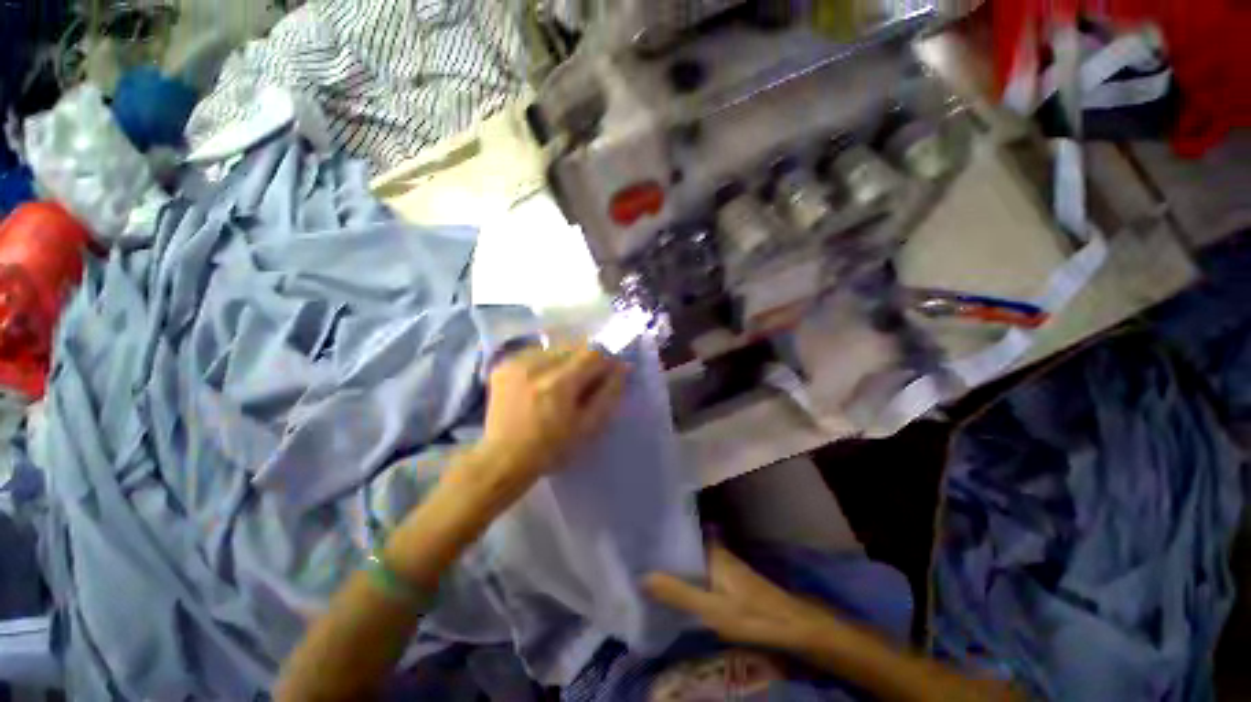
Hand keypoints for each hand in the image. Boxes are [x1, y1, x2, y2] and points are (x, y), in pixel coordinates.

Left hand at [479, 342, 628, 484]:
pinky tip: (541, 382)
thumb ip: (609, 393)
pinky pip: (535, 352)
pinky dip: (545, 362)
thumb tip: (623, 367)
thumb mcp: (588, 426)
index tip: (606, 375)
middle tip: (583, 383)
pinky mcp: (503, 364)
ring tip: (561, 384)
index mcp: (559, 383)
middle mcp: (536, 365)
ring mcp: (516, 363)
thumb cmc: (551, 448)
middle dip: (585, 360)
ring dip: (565, 360)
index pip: (593, 353)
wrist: (503, 459)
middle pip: (574, 346)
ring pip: (555, 347)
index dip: (605, 361)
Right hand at [646, 545, 845, 648]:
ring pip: (691, 557)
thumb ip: (679, 593)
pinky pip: (699, 569)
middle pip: (684, 545)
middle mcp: (716, 551)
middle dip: (663, 548)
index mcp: (710, 551)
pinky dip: (686, 573)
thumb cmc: (751, 615)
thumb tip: (642, 576)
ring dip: (673, 561)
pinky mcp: (728, 578)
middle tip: (636, 553)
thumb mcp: (712, 609)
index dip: (659, 535)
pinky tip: (675, 584)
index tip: (637, 535)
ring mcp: (723, 564)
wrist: (791, 627)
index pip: (678, 535)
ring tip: (647, 565)